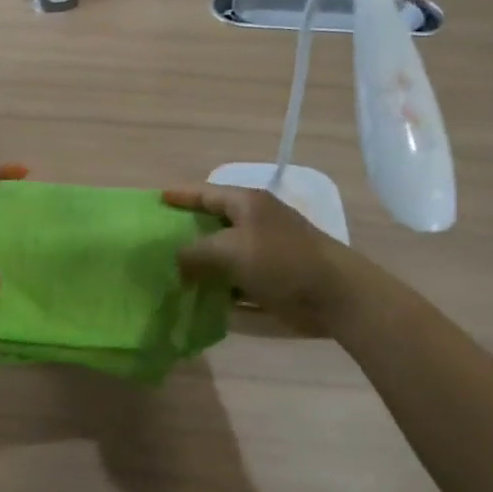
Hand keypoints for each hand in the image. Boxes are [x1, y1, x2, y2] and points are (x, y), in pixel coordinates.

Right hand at [162, 183, 354, 336]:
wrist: (335, 295)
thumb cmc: (281, 261)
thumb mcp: (229, 250)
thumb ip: (195, 252)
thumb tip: (177, 260)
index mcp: (247, 203)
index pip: (206, 193)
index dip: (181, 196)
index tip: (157, 199)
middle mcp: (255, 222)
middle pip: (213, 223)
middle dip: (187, 233)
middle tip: (157, 243)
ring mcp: (265, 251)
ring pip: (224, 255)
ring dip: (202, 265)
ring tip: (170, 273)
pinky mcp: (273, 278)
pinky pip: (237, 280)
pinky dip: (220, 287)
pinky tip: (199, 298)